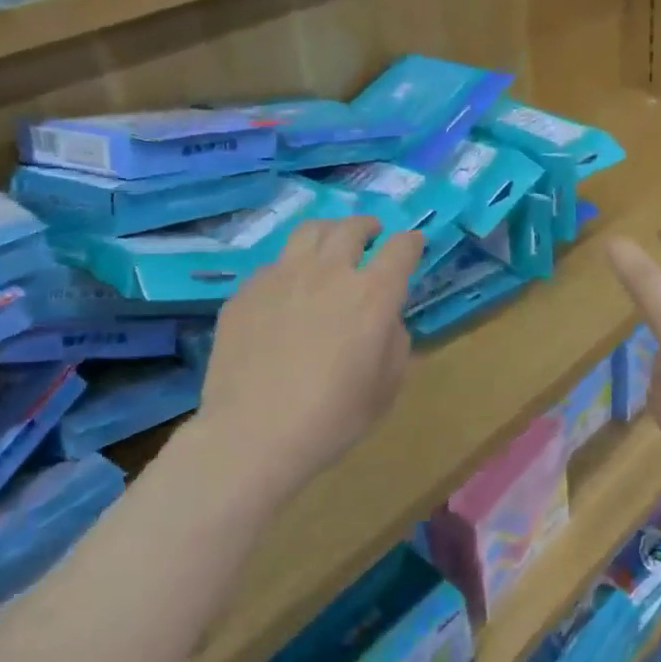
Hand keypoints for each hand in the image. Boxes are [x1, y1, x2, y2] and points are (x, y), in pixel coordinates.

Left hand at [197, 217, 422, 506]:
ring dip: (328, 232)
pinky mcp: (246, 292)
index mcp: (372, 293)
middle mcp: (329, 271)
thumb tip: (386, 321)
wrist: (253, 434)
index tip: (414, 245)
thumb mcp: (387, 388)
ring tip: (330, 244)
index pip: (401, 248)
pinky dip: (290, 269)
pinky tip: (287, 292)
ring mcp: (282, 276)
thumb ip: (395, 342)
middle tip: (372, 234)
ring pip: (309, 232)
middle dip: (368, 227)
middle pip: (352, 228)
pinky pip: (274, 266)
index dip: (411, 243)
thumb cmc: (333, 417)